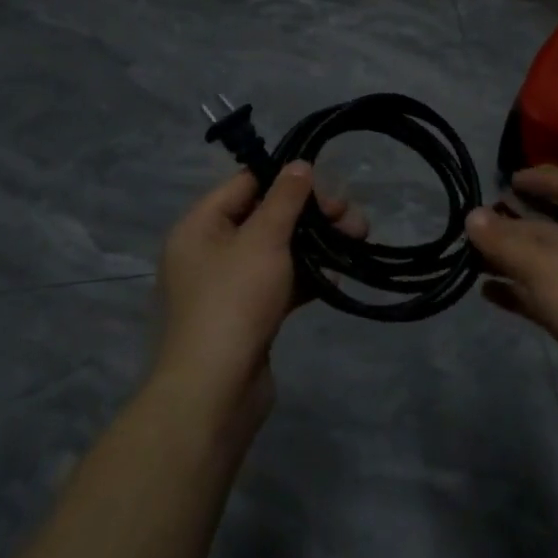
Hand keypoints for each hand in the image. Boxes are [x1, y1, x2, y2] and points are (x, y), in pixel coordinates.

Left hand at [154, 164, 365, 425]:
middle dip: (311, 216)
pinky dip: (305, 277)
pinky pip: (278, 283)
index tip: (326, 187)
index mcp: (200, 225)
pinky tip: (336, 279)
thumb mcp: (264, 239)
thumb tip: (299, 164)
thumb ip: (284, 198)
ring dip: (315, 245)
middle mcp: (208, 250)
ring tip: (357, 243)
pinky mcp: (246, 315)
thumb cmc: (234, 301)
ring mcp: (227, 286)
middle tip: (352, 219)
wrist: (214, 393)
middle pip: (266, 216)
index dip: (287, 180)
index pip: (246, 183)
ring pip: (277, 250)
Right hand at [466, 166, 557, 434]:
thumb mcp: (543, 265)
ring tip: (473, 257)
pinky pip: (542, 298)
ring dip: (511, 259)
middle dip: (516, 224)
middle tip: (478, 223)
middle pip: (553, 229)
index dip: (546, 179)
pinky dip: (517, 292)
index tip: (512, 179)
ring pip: (544, 265)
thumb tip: (471, 215)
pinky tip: (487, 292)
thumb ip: (505, 241)